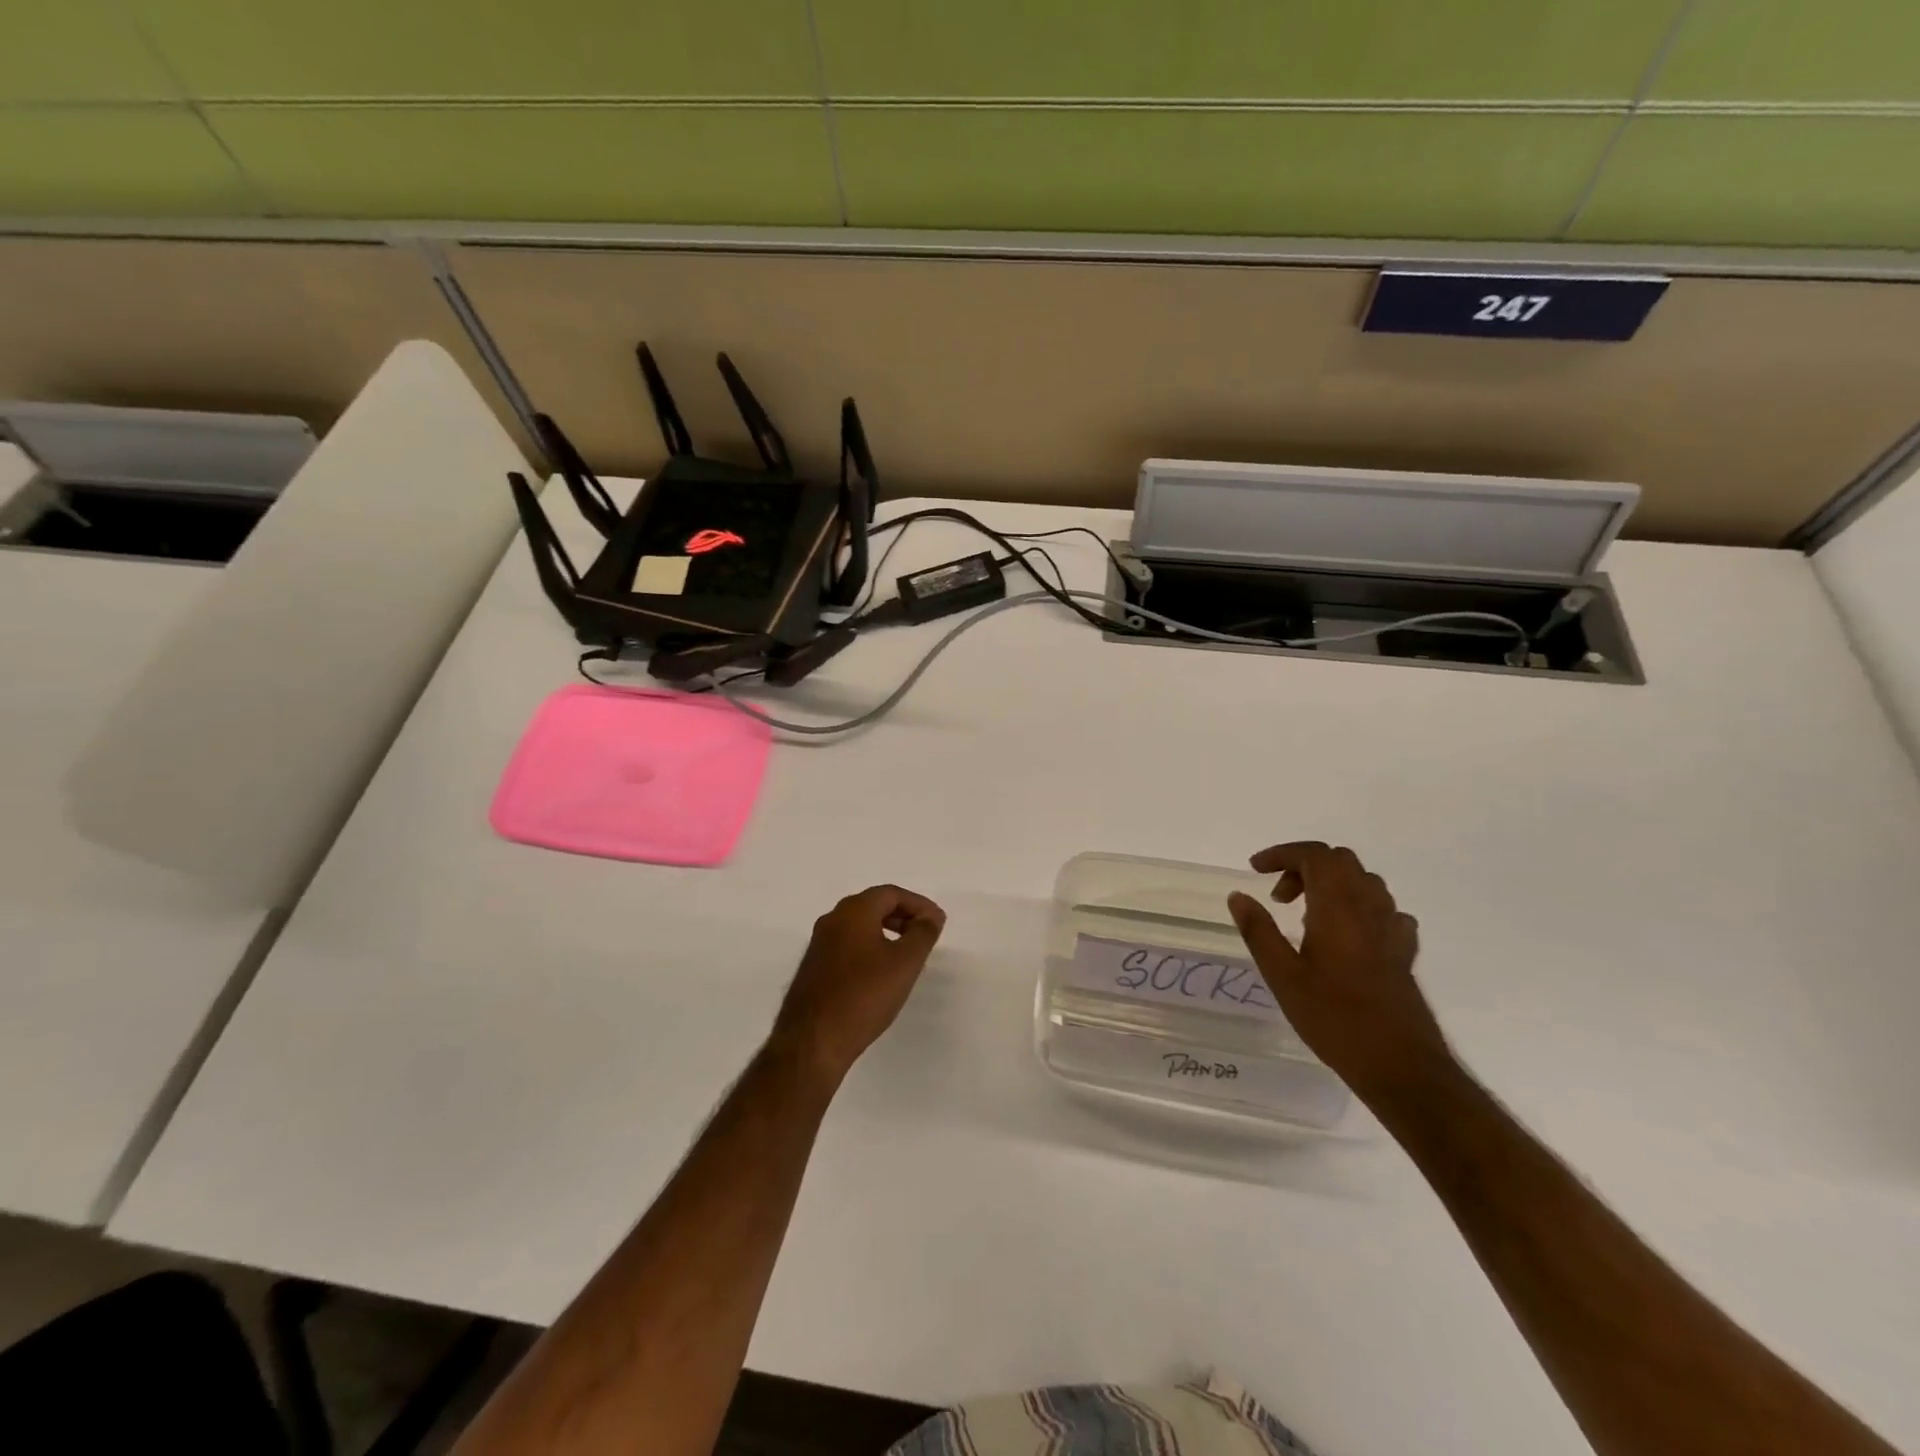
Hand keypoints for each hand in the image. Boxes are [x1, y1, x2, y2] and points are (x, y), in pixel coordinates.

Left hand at [771, 885, 946, 1082]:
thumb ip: (923, 933)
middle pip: (874, 905)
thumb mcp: (905, 963)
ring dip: (886, 932)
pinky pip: (848, 945)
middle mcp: (832, 919)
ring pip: (859, 926)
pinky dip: (870, 948)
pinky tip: (881, 973)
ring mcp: (819, 943)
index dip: (919, 904)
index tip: (937, 923)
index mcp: (853, 911)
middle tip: (925, 935)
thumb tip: (931, 916)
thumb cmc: (864, 995)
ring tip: (907, 955)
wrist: (813, 1040)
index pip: (891, 894)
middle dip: (903, 916)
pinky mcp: (814, 967)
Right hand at [1227, 842, 1450, 1103]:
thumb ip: (1259, 931)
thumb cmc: (1334, 1019)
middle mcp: (1369, 908)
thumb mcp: (1283, 977)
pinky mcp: (1404, 951)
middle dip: (1304, 867)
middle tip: (1278, 897)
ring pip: (1364, 882)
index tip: (1255, 870)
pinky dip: (1358, 908)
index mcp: (1338, 908)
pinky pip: (1383, 911)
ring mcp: (1392, 929)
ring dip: (1331, 885)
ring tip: (1305, 917)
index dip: (1282, 854)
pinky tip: (1345, 936)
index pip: (1314, 856)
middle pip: (1340, 862)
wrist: (1400, 1065)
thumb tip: (1238, 895)